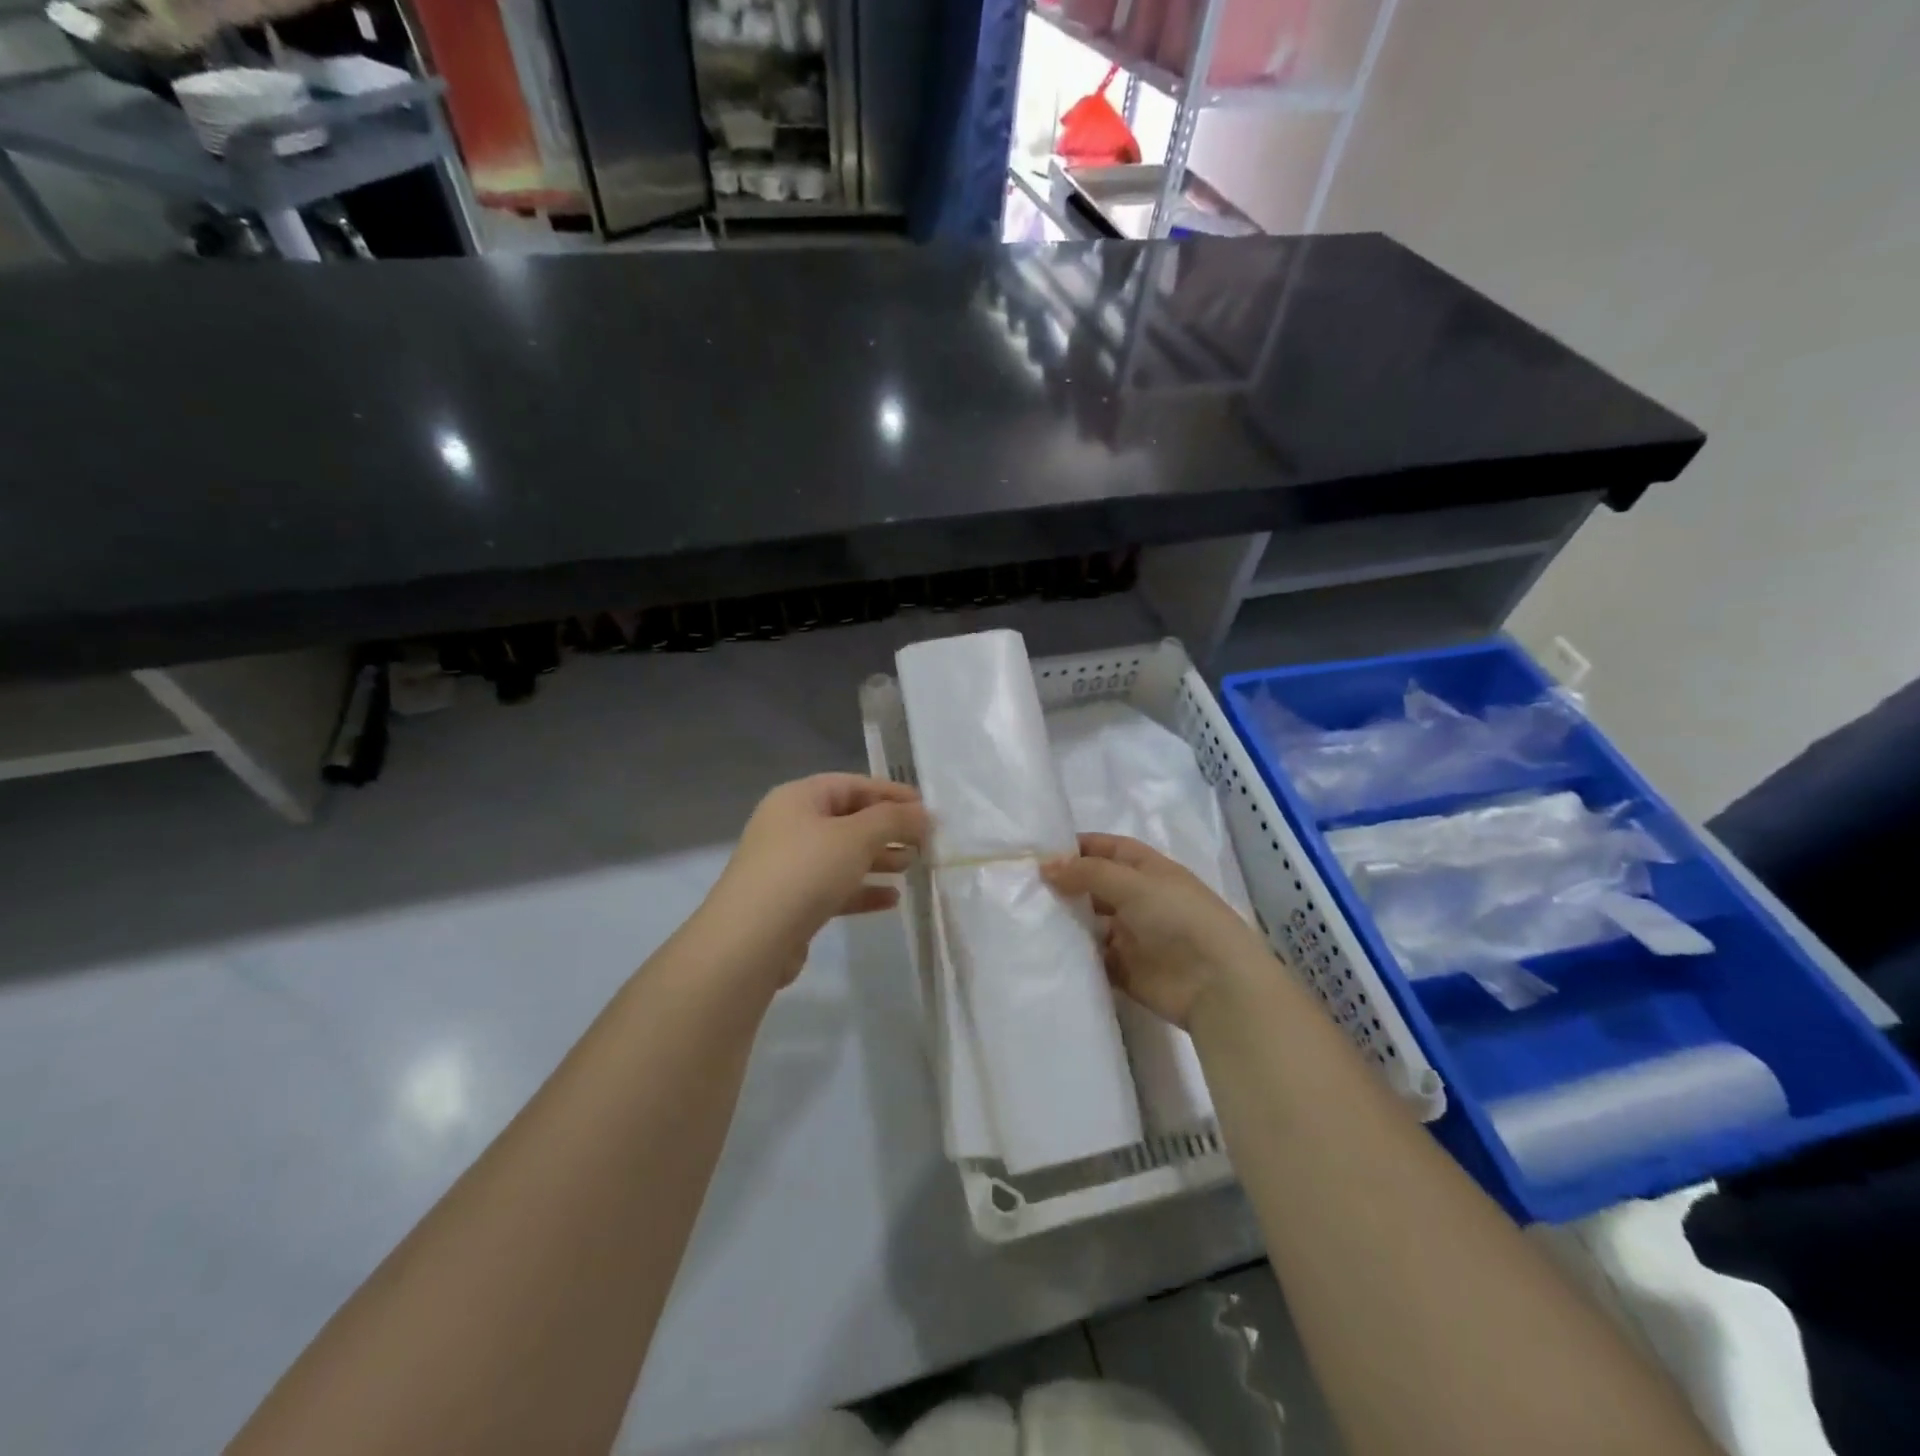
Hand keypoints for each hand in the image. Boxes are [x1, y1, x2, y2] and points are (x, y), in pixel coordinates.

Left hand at [705, 774, 928, 985]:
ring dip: (879, 859)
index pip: (852, 785)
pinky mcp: (791, 902)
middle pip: (848, 820)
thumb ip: (893, 820)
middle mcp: (790, 826)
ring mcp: (788, 866)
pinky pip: (834, 888)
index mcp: (798, 798)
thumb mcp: (857, 836)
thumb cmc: (806, 871)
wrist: (751, 940)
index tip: (925, 809)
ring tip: (911, 868)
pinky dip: (862, 890)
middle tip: (923, 842)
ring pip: (842, 856)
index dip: (890, 794)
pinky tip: (892, 900)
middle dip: (887, 829)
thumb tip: (923, 814)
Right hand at [1041, 833, 1272, 1029]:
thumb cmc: (1179, 918)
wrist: (1216, 984)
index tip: (1037, 852)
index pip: (1107, 849)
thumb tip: (1045, 866)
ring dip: (1066, 920)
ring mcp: (1132, 935)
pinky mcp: (1125, 970)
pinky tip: (1044, 950)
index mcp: (1148, 870)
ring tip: (1026, 918)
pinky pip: (1093, 958)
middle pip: (1095, 886)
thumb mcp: (1133, 884)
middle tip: (1023, 888)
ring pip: (1090, 922)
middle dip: (1064, 885)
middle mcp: (1139, 899)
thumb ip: (1088, 873)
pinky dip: (1073, 954)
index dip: (1076, 847)